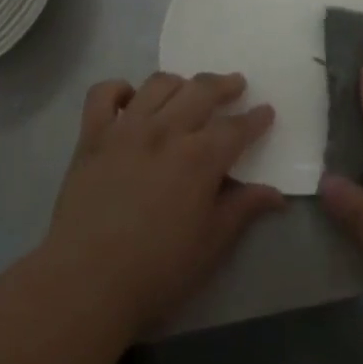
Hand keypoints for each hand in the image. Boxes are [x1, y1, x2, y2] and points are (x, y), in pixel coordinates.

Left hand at [45, 71, 284, 335]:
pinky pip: (103, 94)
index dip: (256, 118)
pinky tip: (131, 99)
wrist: (86, 281)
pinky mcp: (92, 137)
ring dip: (180, 82)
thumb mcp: (212, 244)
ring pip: (158, 85)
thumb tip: (276, 194)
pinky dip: (120, 89)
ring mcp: (125, 129)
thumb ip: (243, 209)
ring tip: (188, 90)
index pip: (236, 128)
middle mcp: (165, 131)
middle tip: (235, 85)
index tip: (266, 111)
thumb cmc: (158, 269)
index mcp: (200, 158)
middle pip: (201, 91)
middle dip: (224, 85)